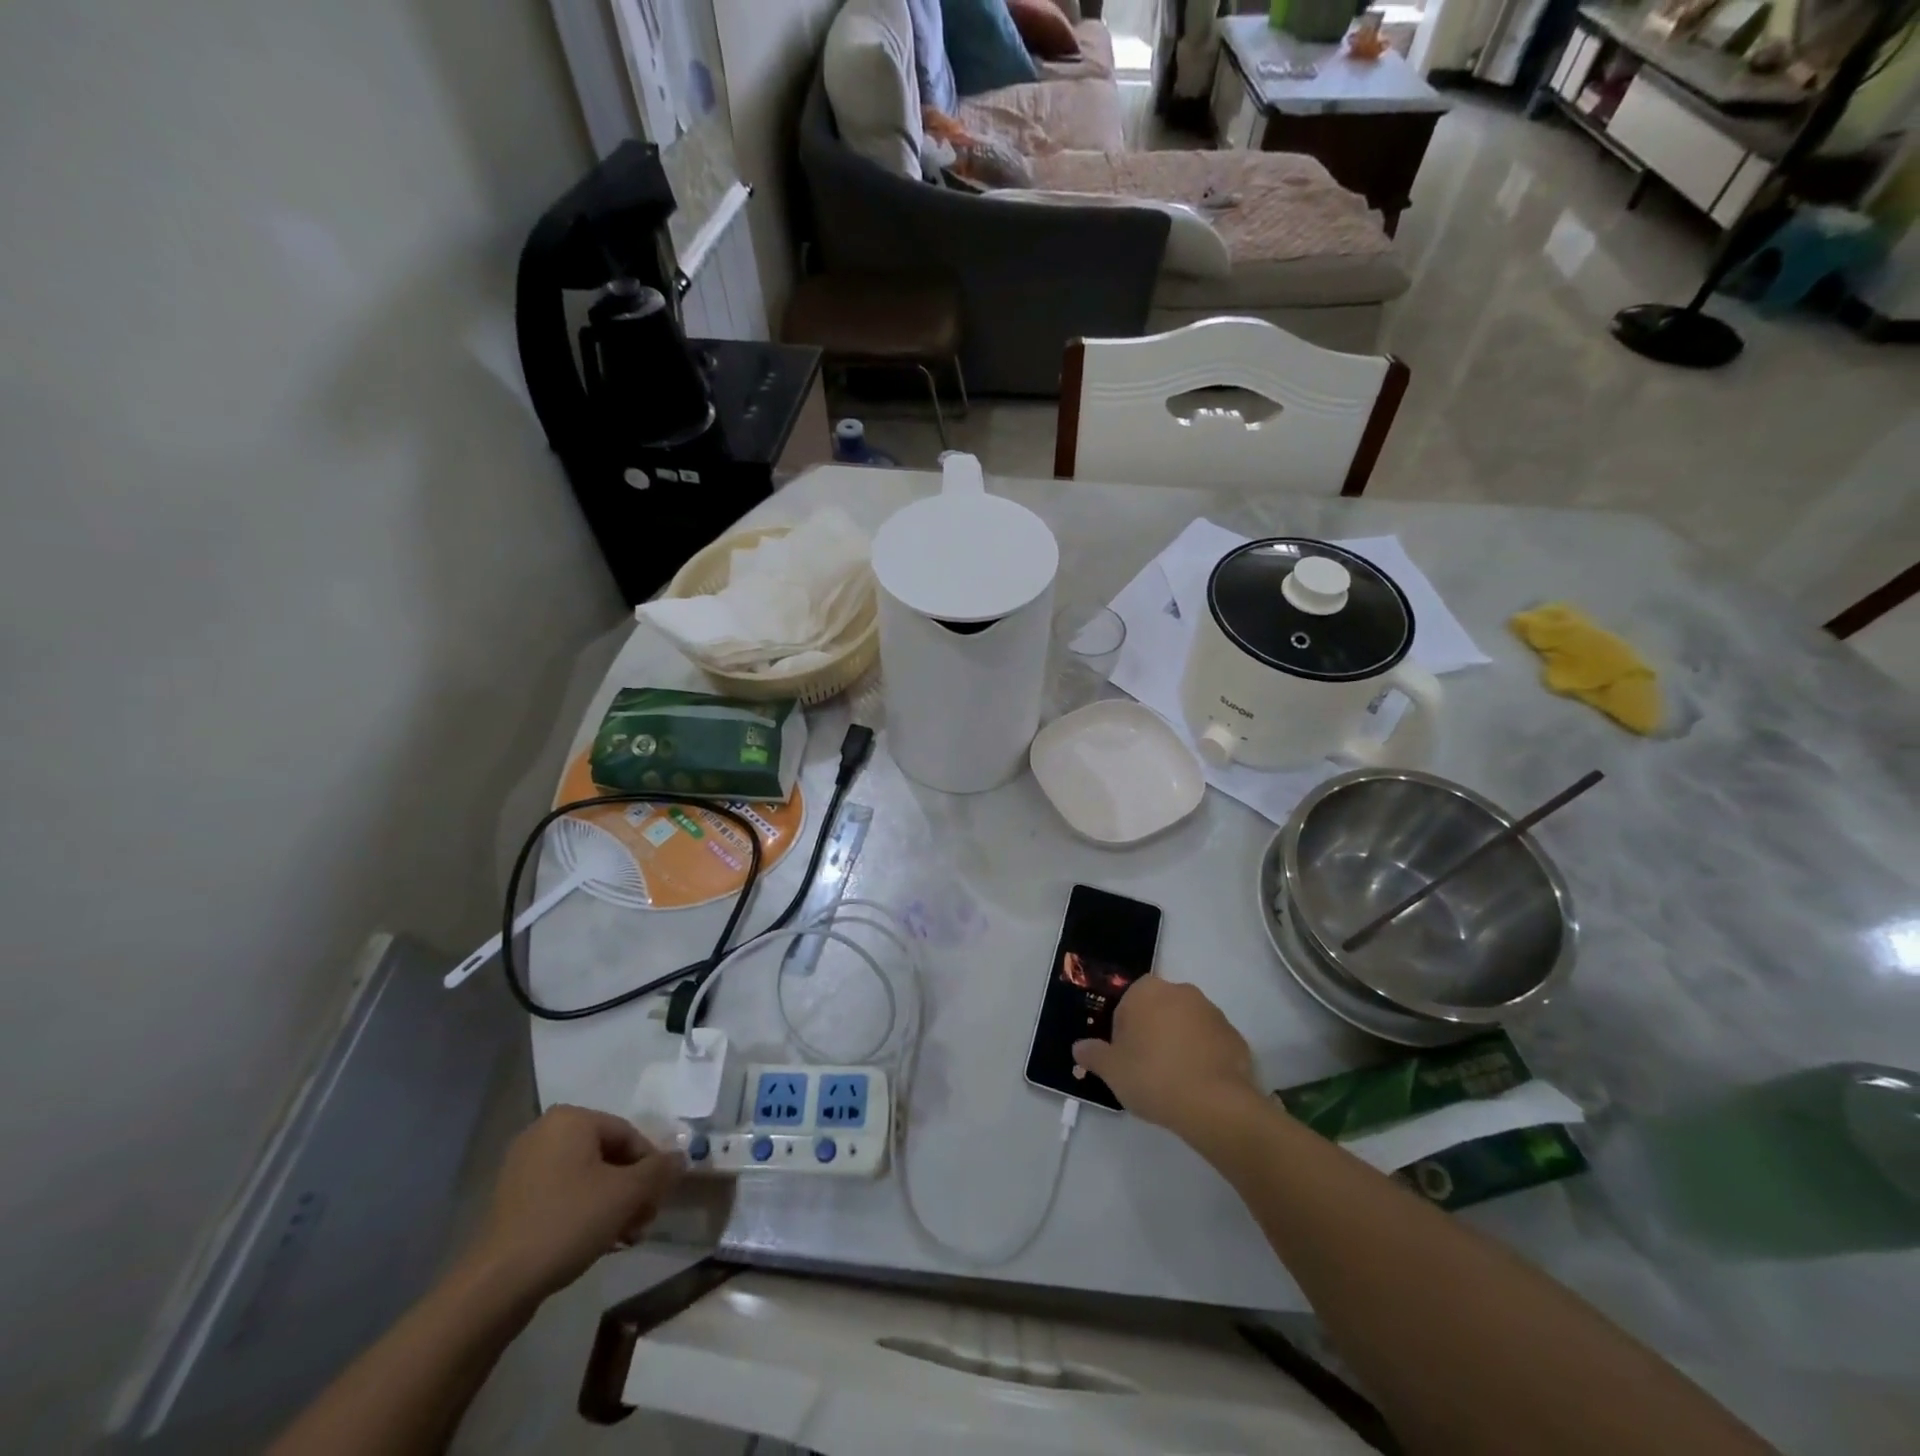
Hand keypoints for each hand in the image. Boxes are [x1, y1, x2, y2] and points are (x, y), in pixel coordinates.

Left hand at [464, 1105, 683, 1302]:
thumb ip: (660, 1170)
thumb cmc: (567, 1222)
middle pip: (608, 1156)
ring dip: (612, 1204)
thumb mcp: (626, 1194)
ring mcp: (523, 1165)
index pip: (629, 1135)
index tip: (658, 1201)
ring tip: (623, 1239)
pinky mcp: (512, 1198)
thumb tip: (681, 1157)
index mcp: (571, 1119)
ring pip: (586, 1177)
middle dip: (631, 1190)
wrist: (495, 1284)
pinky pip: (561, 1194)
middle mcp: (545, 1132)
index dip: (651, 1168)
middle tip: (643, 1223)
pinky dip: (583, 1211)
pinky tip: (595, 1241)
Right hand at [1073, 978, 1258, 1135]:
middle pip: (1158, 1010)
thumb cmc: (1152, 1076)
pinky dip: (1204, 1057)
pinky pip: (1211, 1043)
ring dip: (1179, 1043)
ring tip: (1175, 1081)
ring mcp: (1212, 1012)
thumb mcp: (1111, 1070)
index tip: (1125, 1058)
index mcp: (1146, 990)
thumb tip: (1079, 1048)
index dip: (1123, 1032)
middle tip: (1146, 1069)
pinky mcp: (1235, 1036)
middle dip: (1152, 1033)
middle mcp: (1180, 991)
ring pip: (1186, 1025)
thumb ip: (1092, 1055)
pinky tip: (1198, 1085)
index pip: (1127, 1005)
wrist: (1214, 1104)